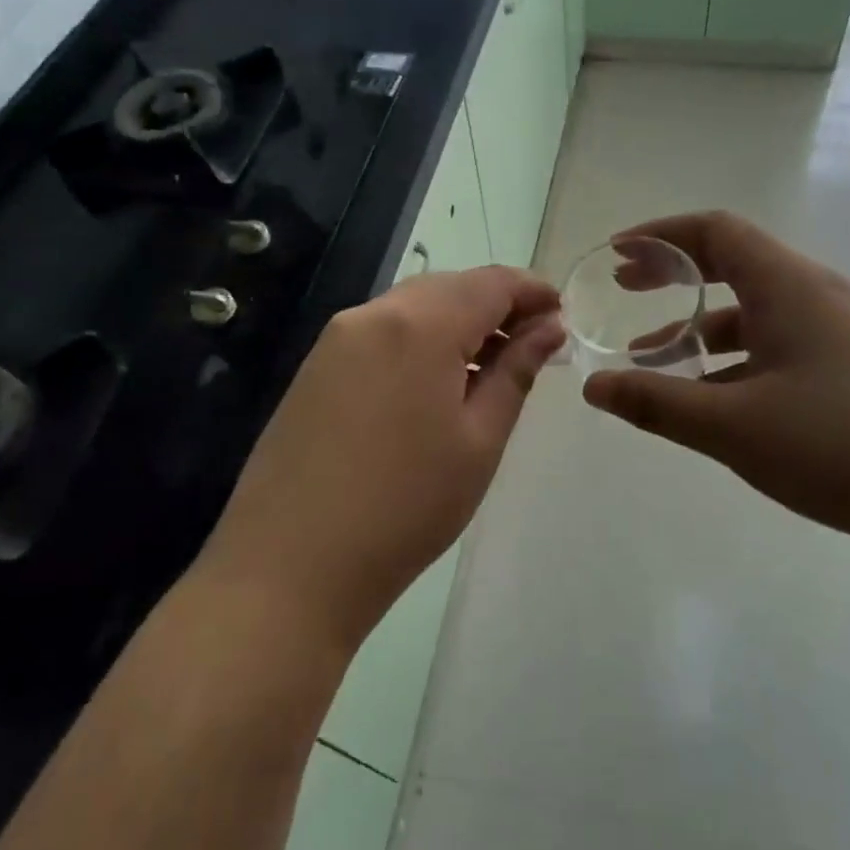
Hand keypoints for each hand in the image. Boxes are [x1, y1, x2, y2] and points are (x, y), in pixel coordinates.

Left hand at [209, 267, 564, 651]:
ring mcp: (335, 340)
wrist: (289, 567)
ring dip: (457, 324)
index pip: (490, 282)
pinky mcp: (314, 368)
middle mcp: (372, 315)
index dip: (532, 290)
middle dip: (495, 305)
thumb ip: (516, 372)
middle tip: (531, 345)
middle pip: (449, 288)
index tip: (560, 314)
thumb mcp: (479, 440)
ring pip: (412, 308)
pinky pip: (381, 333)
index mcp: (419, 325)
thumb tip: (547, 328)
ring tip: (489, 368)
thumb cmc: (405, 507)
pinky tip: (434, 385)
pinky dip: (419, 341)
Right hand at [583, 212, 849, 568]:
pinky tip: (716, 402)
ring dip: (702, 329)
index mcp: (789, 286)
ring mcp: (842, 335)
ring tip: (656, 361)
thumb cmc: (840, 443)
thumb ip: (657, 402)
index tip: (617, 254)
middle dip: (674, 276)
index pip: (715, 231)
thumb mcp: (732, 426)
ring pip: (756, 315)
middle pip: (734, 264)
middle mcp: (817, 297)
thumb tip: (593, 387)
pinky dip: (736, 362)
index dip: (660, 235)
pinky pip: (781, 349)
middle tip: (625, 292)